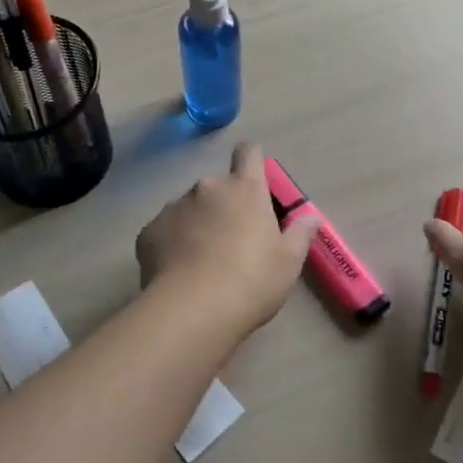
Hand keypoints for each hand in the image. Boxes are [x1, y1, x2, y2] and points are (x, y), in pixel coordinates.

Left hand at [136, 142, 319, 337]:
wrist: (193, 309)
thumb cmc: (251, 281)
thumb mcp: (288, 262)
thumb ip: (300, 234)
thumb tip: (312, 217)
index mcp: (244, 190)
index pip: (249, 153)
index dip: (252, 160)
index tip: (255, 179)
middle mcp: (208, 188)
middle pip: (218, 187)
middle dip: (224, 207)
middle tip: (232, 242)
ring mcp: (174, 206)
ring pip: (190, 209)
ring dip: (197, 225)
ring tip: (202, 263)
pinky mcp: (149, 230)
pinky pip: (165, 230)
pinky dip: (172, 244)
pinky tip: (179, 273)